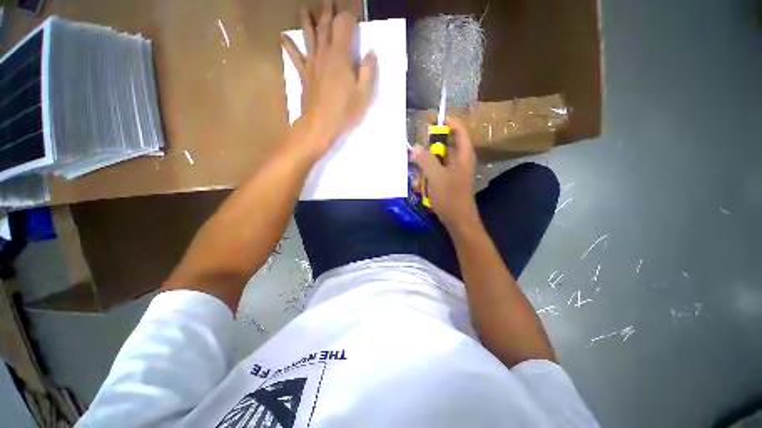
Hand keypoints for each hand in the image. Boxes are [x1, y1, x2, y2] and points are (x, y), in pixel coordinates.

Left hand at [282, 0, 377, 160]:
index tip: (354, 16)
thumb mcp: (364, 94)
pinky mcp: (303, 74)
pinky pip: (295, 56)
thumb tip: (371, 52)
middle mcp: (324, 53)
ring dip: (307, 21)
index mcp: (341, 56)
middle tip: (329, 1)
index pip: (344, 25)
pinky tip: (283, 37)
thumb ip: (368, 71)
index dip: (349, 17)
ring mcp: (311, 63)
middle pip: (325, 26)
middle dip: (328, 12)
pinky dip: (289, 45)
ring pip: (308, 36)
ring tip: (305, 10)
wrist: (320, 125)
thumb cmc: (345, 111)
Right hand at [412, 118, 479, 227]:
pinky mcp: (446, 182)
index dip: (448, 122)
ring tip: (417, 176)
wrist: (458, 220)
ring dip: (425, 166)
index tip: (433, 120)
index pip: (459, 131)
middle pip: (445, 145)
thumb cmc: (450, 197)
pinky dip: (427, 177)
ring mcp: (453, 172)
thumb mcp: (436, 177)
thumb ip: (425, 160)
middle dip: (429, 148)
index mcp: (463, 155)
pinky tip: (420, 186)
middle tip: (416, 151)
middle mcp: (459, 161)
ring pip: (437, 160)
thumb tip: (415, 147)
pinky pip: (435, 173)